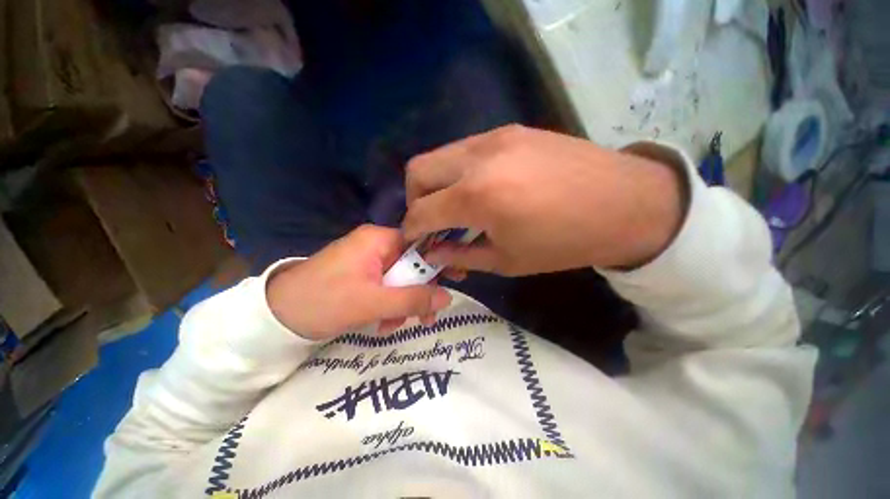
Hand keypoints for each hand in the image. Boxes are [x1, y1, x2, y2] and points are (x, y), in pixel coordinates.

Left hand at [266, 225, 451, 340]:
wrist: (275, 317)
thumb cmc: (323, 301)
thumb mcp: (372, 303)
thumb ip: (412, 300)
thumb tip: (448, 298)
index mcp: (379, 240)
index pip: (420, 243)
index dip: (438, 260)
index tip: (456, 278)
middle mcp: (376, 245)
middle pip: (412, 264)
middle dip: (418, 292)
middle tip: (426, 317)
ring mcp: (368, 261)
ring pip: (400, 279)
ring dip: (402, 304)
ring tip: (392, 325)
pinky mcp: (361, 276)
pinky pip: (385, 287)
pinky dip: (388, 305)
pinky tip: (381, 323)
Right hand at [402, 125, 684, 275]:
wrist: (627, 204)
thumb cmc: (565, 242)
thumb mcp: (507, 260)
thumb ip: (461, 256)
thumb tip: (432, 254)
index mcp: (478, 196)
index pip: (421, 211)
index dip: (411, 229)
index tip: (413, 241)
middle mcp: (478, 158)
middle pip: (418, 170)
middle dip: (414, 199)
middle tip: (430, 221)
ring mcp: (494, 137)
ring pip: (439, 155)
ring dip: (436, 184)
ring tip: (454, 207)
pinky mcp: (510, 130)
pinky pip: (465, 149)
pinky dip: (458, 171)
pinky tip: (479, 189)